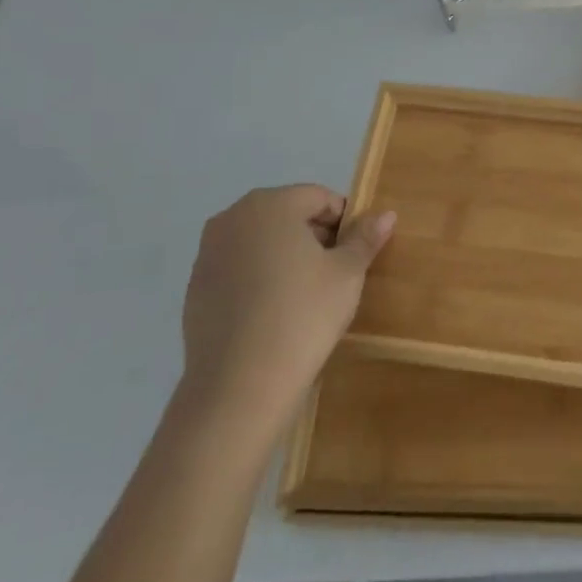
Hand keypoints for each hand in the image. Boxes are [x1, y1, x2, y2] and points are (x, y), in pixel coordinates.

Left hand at [180, 185, 395, 419]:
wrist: (241, 384)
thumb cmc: (303, 314)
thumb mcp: (347, 273)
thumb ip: (365, 237)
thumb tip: (386, 214)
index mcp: (270, 204)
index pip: (319, 197)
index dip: (344, 222)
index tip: (356, 254)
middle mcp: (232, 218)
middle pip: (287, 214)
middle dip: (314, 237)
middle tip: (336, 274)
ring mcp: (208, 253)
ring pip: (261, 242)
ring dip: (286, 257)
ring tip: (306, 296)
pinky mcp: (195, 288)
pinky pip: (239, 270)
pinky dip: (259, 280)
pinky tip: (275, 314)